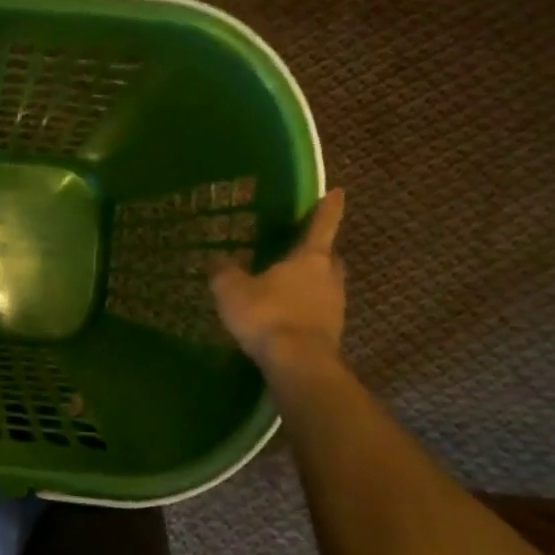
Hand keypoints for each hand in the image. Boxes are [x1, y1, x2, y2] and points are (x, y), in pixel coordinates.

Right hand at [209, 189, 345, 373]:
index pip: (322, 224)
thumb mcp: (232, 290)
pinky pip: (318, 310)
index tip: (337, 192)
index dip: (328, 207)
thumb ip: (224, 272)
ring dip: (310, 282)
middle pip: (328, 257)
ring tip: (286, 285)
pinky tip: (285, 315)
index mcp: (310, 258)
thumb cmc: (267, 315)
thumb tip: (216, 260)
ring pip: (325, 284)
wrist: (297, 362)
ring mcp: (335, 305)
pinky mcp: (331, 332)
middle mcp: (329, 277)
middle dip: (317, 251)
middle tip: (301, 248)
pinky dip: (305, 308)